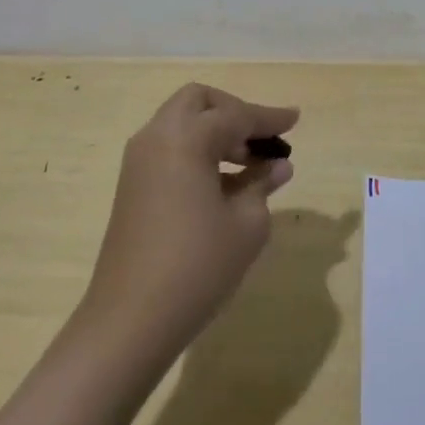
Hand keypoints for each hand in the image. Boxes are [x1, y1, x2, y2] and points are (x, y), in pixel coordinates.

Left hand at [80, 84, 298, 362]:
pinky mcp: (132, 187)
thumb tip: (277, 166)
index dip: (269, 118)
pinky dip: (198, 151)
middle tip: (262, 139)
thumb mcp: (247, 224)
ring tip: (250, 165)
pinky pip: (170, 149)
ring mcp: (139, 162)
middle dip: (233, 112)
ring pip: (182, 124)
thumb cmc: (197, 266)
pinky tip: (224, 184)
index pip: (236, 115)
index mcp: (186, 137)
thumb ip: (263, 184)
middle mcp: (157, 137)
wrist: (130, 321)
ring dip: (215, 132)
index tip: (295, 119)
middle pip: (199, 103)